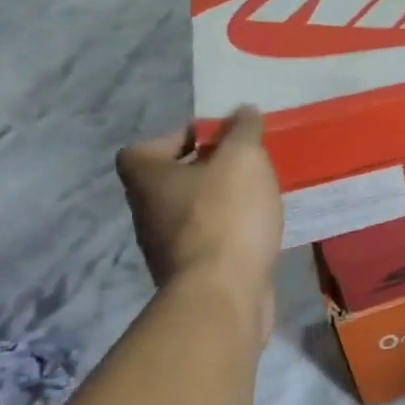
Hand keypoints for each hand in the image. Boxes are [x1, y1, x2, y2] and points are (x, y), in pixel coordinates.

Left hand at [116, 107, 283, 306]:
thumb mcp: (243, 158)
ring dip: (222, 201)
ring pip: (193, 211)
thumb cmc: (226, 214)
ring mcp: (166, 246)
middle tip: (246, 164)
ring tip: (259, 195)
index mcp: (147, 178)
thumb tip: (243, 111)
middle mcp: (147, 211)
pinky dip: (231, 231)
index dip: (178, 138)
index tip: (216, 139)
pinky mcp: (191, 273)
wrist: (223, 294)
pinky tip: (259, 228)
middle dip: (209, 169)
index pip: (144, 148)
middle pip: (173, 179)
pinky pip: (211, 239)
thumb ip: (244, 130)